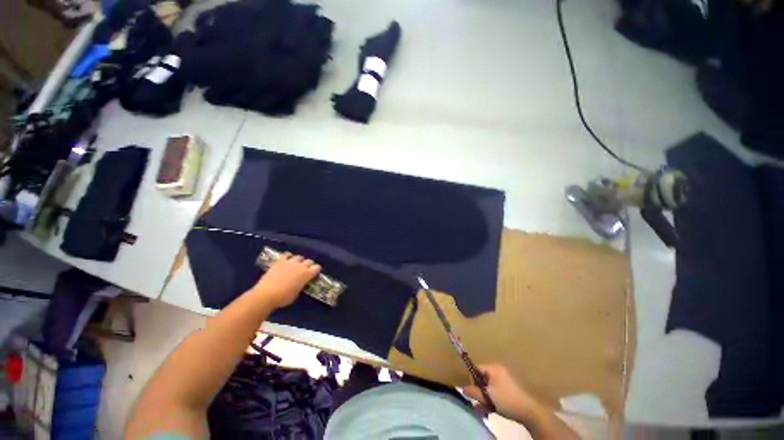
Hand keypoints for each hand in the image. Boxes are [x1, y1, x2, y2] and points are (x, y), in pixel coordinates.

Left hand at [251, 253, 320, 308]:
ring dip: (299, 261)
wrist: (267, 294)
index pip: (317, 268)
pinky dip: (288, 256)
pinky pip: (287, 254)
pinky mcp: (280, 261)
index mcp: (307, 274)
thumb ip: (301, 286)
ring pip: (299, 257)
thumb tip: (301, 283)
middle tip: (306, 270)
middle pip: (309, 261)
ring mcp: (290, 262)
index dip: (316, 270)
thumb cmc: (283, 298)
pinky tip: (287, 260)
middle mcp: (301, 266)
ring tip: (296, 265)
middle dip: (309, 265)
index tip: (314, 274)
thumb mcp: (297, 294)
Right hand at [461, 364, 539, 421]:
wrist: (528, 411)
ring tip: (485, 408)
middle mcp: (498, 370)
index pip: (477, 368)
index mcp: (493, 368)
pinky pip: (495, 389)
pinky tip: (492, 408)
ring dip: (485, 397)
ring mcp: (504, 378)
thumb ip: (473, 392)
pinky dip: (491, 397)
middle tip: (479, 402)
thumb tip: (462, 388)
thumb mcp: (487, 397)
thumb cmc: (506, 400)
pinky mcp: (508, 387)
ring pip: (488, 385)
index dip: (472, 380)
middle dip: (479, 391)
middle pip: (482, 377)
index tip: (473, 392)